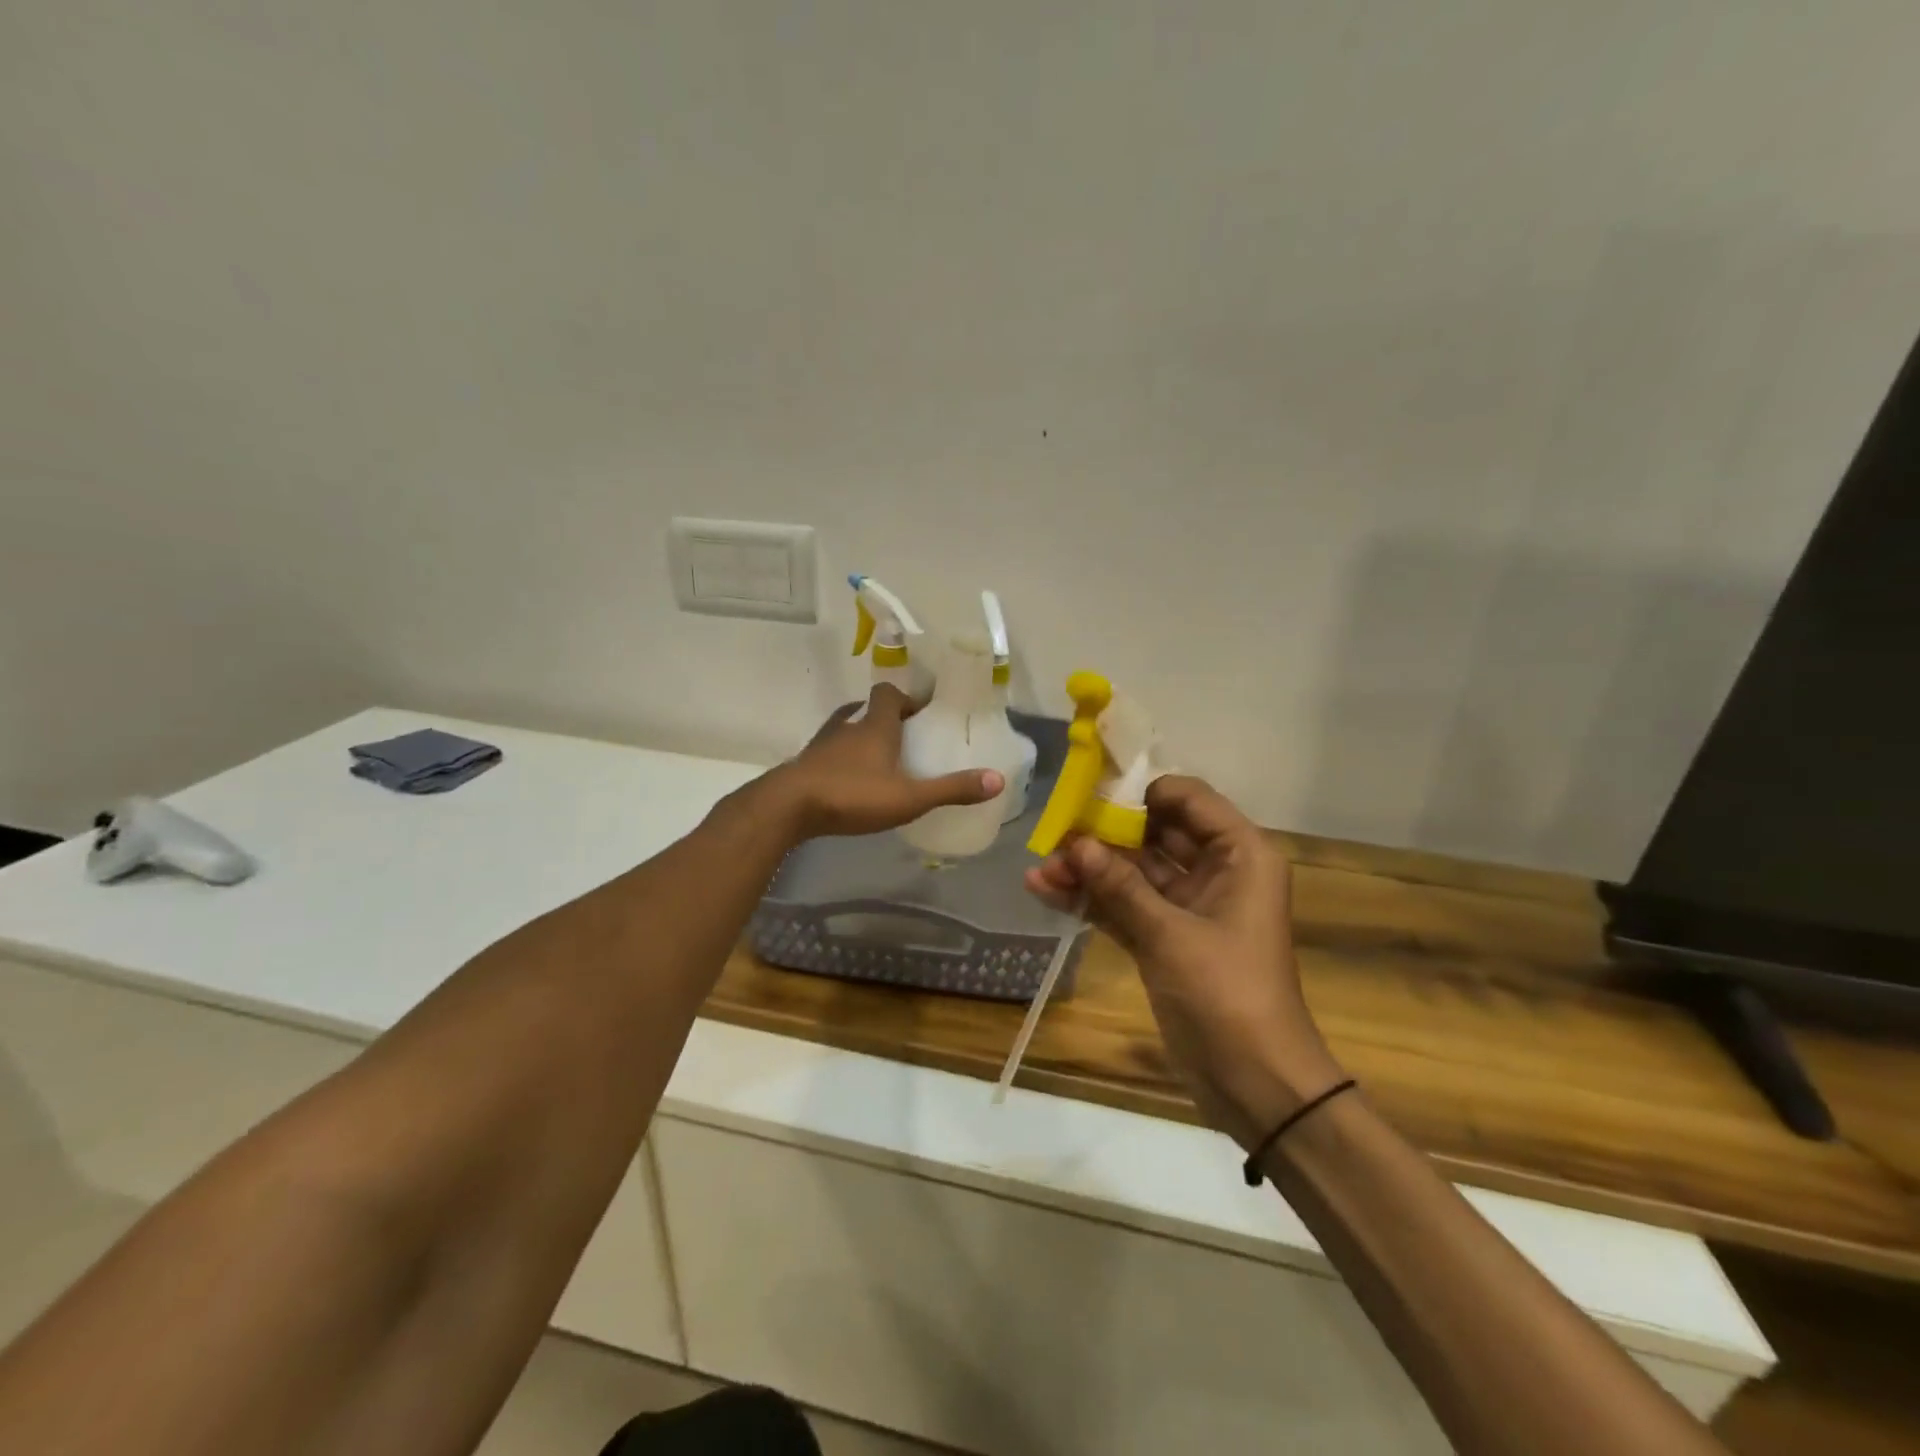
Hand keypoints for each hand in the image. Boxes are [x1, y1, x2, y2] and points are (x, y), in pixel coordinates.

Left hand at [772, 684, 1003, 839]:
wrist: (788, 807)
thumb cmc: (852, 795)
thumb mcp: (909, 797)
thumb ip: (951, 789)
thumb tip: (997, 779)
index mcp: (875, 725)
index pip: (889, 694)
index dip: (905, 698)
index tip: (921, 712)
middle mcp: (847, 726)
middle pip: (866, 709)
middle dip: (885, 718)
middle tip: (904, 738)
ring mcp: (822, 744)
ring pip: (844, 728)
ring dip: (860, 736)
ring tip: (877, 758)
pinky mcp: (805, 764)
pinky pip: (827, 752)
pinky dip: (840, 759)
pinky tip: (848, 780)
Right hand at [1025, 775, 1344, 1149]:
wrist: (1255, 1083)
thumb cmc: (1227, 993)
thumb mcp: (1170, 934)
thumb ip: (1120, 885)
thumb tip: (1074, 842)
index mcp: (1240, 855)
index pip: (1188, 799)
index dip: (1140, 791)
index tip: (1091, 793)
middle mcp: (1216, 871)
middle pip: (1155, 833)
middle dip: (1104, 833)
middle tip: (1055, 830)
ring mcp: (1189, 907)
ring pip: (1135, 872)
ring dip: (1090, 869)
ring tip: (1040, 867)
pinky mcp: (1166, 938)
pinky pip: (1126, 906)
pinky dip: (1092, 900)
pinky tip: (1046, 891)